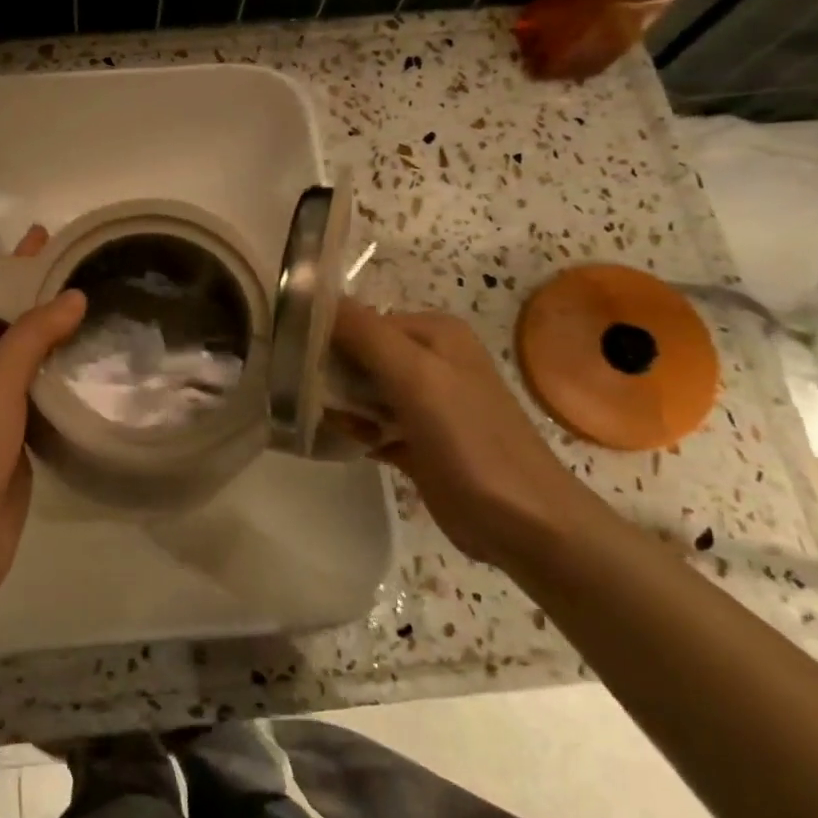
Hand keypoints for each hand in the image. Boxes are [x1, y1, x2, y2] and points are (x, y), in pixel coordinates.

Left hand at [0, 226, 85, 604]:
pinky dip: (63, 383)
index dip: (17, 268)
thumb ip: (31, 337)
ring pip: (28, 366)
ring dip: (56, 341)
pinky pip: (42, 402)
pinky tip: (93, 375)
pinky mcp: (18, 447)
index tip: (48, 237)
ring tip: (101, 315)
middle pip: (10, 329)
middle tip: (89, 273)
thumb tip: (72, 296)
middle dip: (41, 299)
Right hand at [330, 299, 615, 573]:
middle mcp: (430, 360)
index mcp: (434, 333)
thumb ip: (365, 334)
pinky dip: (355, 431)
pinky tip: (341, 440)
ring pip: (363, 391)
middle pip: (359, 354)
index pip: (362, 320)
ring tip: (323, 419)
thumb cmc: (469, 440)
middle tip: (303, 394)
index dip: (326, 336)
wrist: (524, 522)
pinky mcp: (419, 441)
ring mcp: (426, 404)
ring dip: (340, 404)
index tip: (292, 360)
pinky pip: (372, 425)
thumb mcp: (415, 376)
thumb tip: (312, 296)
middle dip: (331, 373)